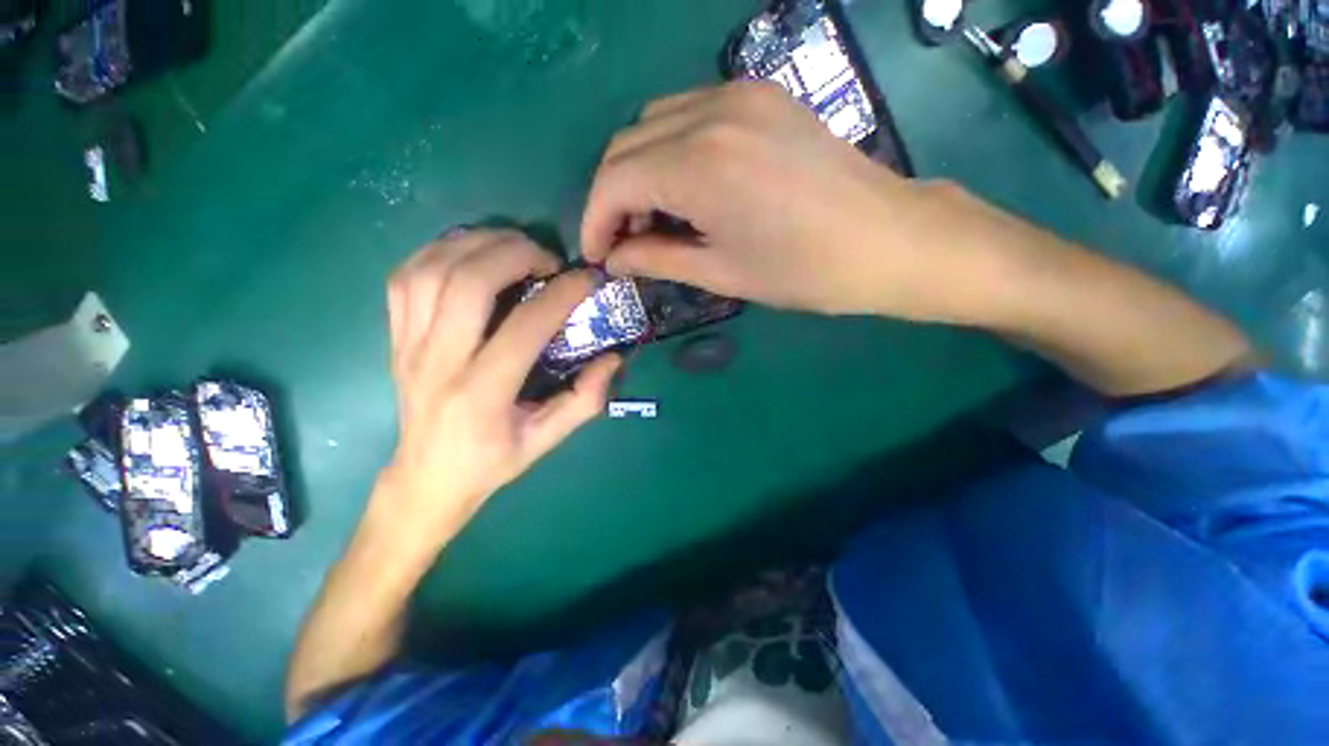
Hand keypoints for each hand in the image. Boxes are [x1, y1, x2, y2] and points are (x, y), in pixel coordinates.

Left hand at [377, 230, 620, 543]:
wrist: (426, 476)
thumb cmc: (491, 462)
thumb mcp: (547, 441)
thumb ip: (585, 400)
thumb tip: (613, 358)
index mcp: (481, 394)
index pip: (523, 328)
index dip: (561, 295)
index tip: (587, 278)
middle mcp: (438, 363)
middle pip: (467, 283)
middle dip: (515, 254)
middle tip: (549, 258)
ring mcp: (408, 346)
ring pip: (432, 270)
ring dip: (478, 244)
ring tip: (514, 247)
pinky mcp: (394, 337)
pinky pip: (406, 277)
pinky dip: (440, 252)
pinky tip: (472, 254)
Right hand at [582, 81, 1058, 322]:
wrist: (886, 239)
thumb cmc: (803, 271)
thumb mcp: (720, 273)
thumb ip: (656, 260)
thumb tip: (613, 258)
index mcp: (699, 165)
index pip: (613, 181)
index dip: (593, 221)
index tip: (596, 255)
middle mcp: (711, 113)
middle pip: (626, 146)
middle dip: (611, 198)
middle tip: (623, 243)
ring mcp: (738, 95)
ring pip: (653, 125)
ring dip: (638, 172)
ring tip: (653, 221)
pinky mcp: (760, 96)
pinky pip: (688, 115)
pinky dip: (669, 152)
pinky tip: (685, 189)